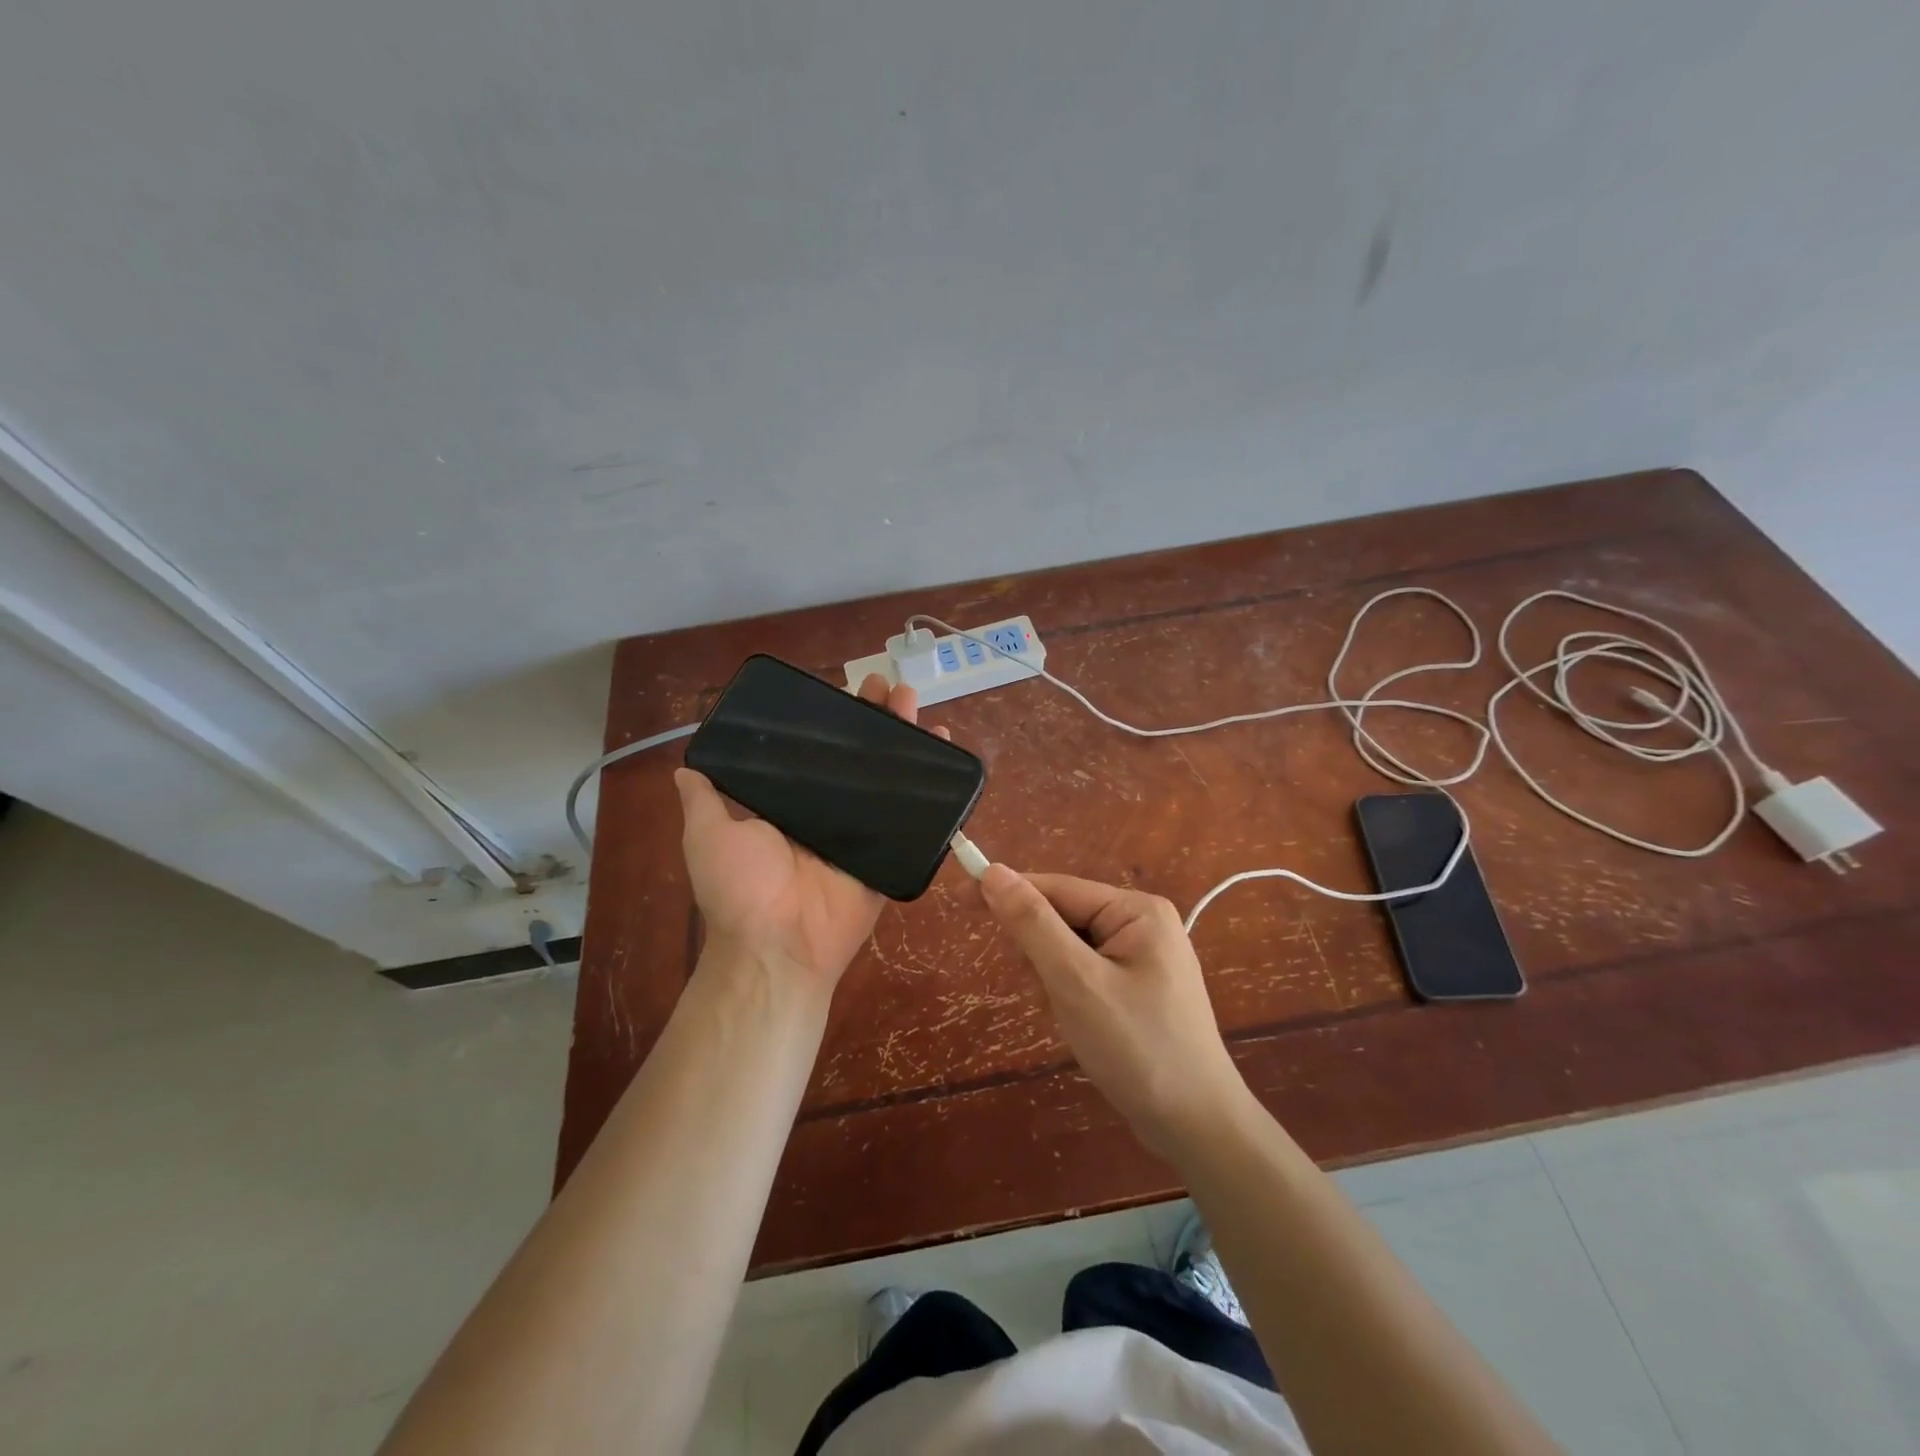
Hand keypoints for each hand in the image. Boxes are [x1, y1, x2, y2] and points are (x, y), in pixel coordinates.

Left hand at [674, 673, 947, 993]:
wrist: (779, 945)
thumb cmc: (741, 888)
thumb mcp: (708, 835)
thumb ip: (704, 800)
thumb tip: (686, 767)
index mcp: (790, 804)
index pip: (815, 751)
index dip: (831, 720)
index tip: (845, 689)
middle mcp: (828, 812)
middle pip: (858, 756)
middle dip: (874, 718)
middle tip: (887, 685)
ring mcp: (862, 832)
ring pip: (888, 777)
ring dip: (905, 738)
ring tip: (914, 700)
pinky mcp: (889, 852)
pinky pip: (914, 817)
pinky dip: (933, 788)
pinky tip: (945, 750)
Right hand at [978, 867, 1249, 1156]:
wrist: (1197, 1127)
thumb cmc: (1136, 1048)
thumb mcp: (1075, 981)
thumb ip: (1032, 924)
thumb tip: (993, 872)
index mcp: (1137, 910)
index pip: (1057, 888)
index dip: (1008, 893)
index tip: (960, 900)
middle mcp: (1143, 924)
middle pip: (1064, 917)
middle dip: (1041, 953)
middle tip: (1044, 994)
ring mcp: (1145, 957)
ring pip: (1071, 949)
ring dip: (1053, 979)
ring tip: (1069, 1018)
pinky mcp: (1140, 988)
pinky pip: (1087, 973)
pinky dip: (1070, 994)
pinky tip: (1081, 1026)